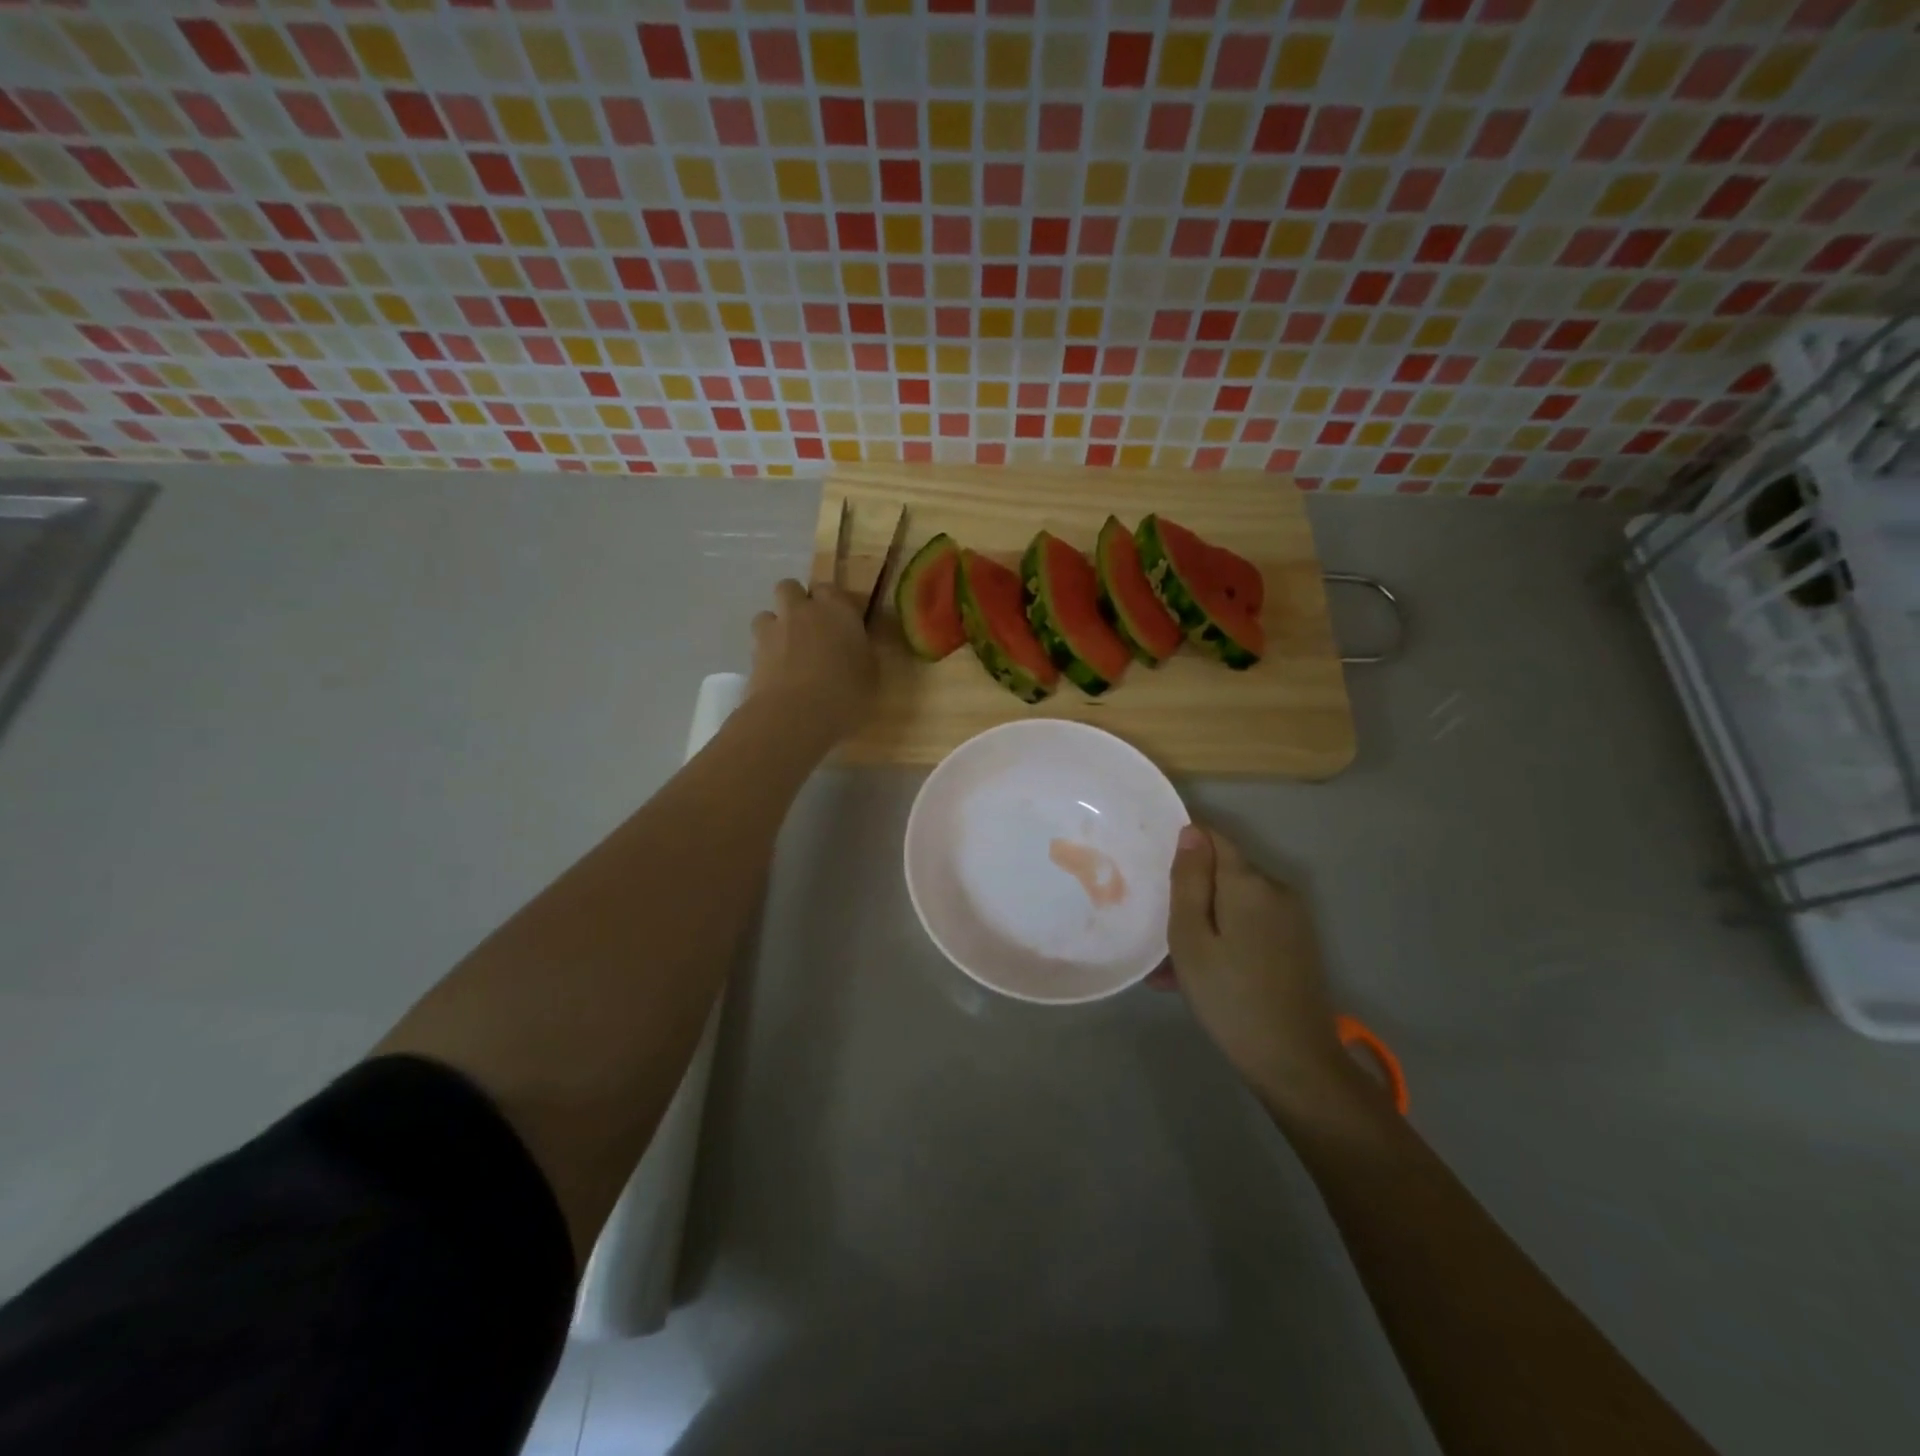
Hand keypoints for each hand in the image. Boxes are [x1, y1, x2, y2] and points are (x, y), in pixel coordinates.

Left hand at [748, 579, 876, 743]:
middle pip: (790, 587)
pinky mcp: (753, 654)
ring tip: (787, 650)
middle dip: (796, 602)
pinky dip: (766, 653)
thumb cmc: (846, 693)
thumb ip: (860, 651)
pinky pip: (758, 643)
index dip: (831, 602)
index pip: (830, 589)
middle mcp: (802, 611)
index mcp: (837, 610)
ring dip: (775, 626)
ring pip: (767, 613)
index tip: (839, 620)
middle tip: (809, 628)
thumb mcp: (870, 674)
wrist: (796, 715)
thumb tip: (854, 646)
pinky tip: (777, 673)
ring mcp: (774, 630)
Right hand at [1167, 825, 1370, 1117]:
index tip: (1154, 871)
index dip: (1183, 846)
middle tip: (1157, 931)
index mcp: (1249, 882)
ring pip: (1234, 904)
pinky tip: (1200, 976)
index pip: (1212, 838)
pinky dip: (1224, 939)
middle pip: (1223, 873)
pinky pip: (1250, 925)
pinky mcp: (1296, 943)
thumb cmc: (1230, 997)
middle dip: (1190, 893)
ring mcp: (1290, 918)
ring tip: (1170, 967)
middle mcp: (1276, 889)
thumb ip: (1190, 881)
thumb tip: (1191, 831)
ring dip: (1203, 922)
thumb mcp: (1191, 938)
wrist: (1294, 1062)